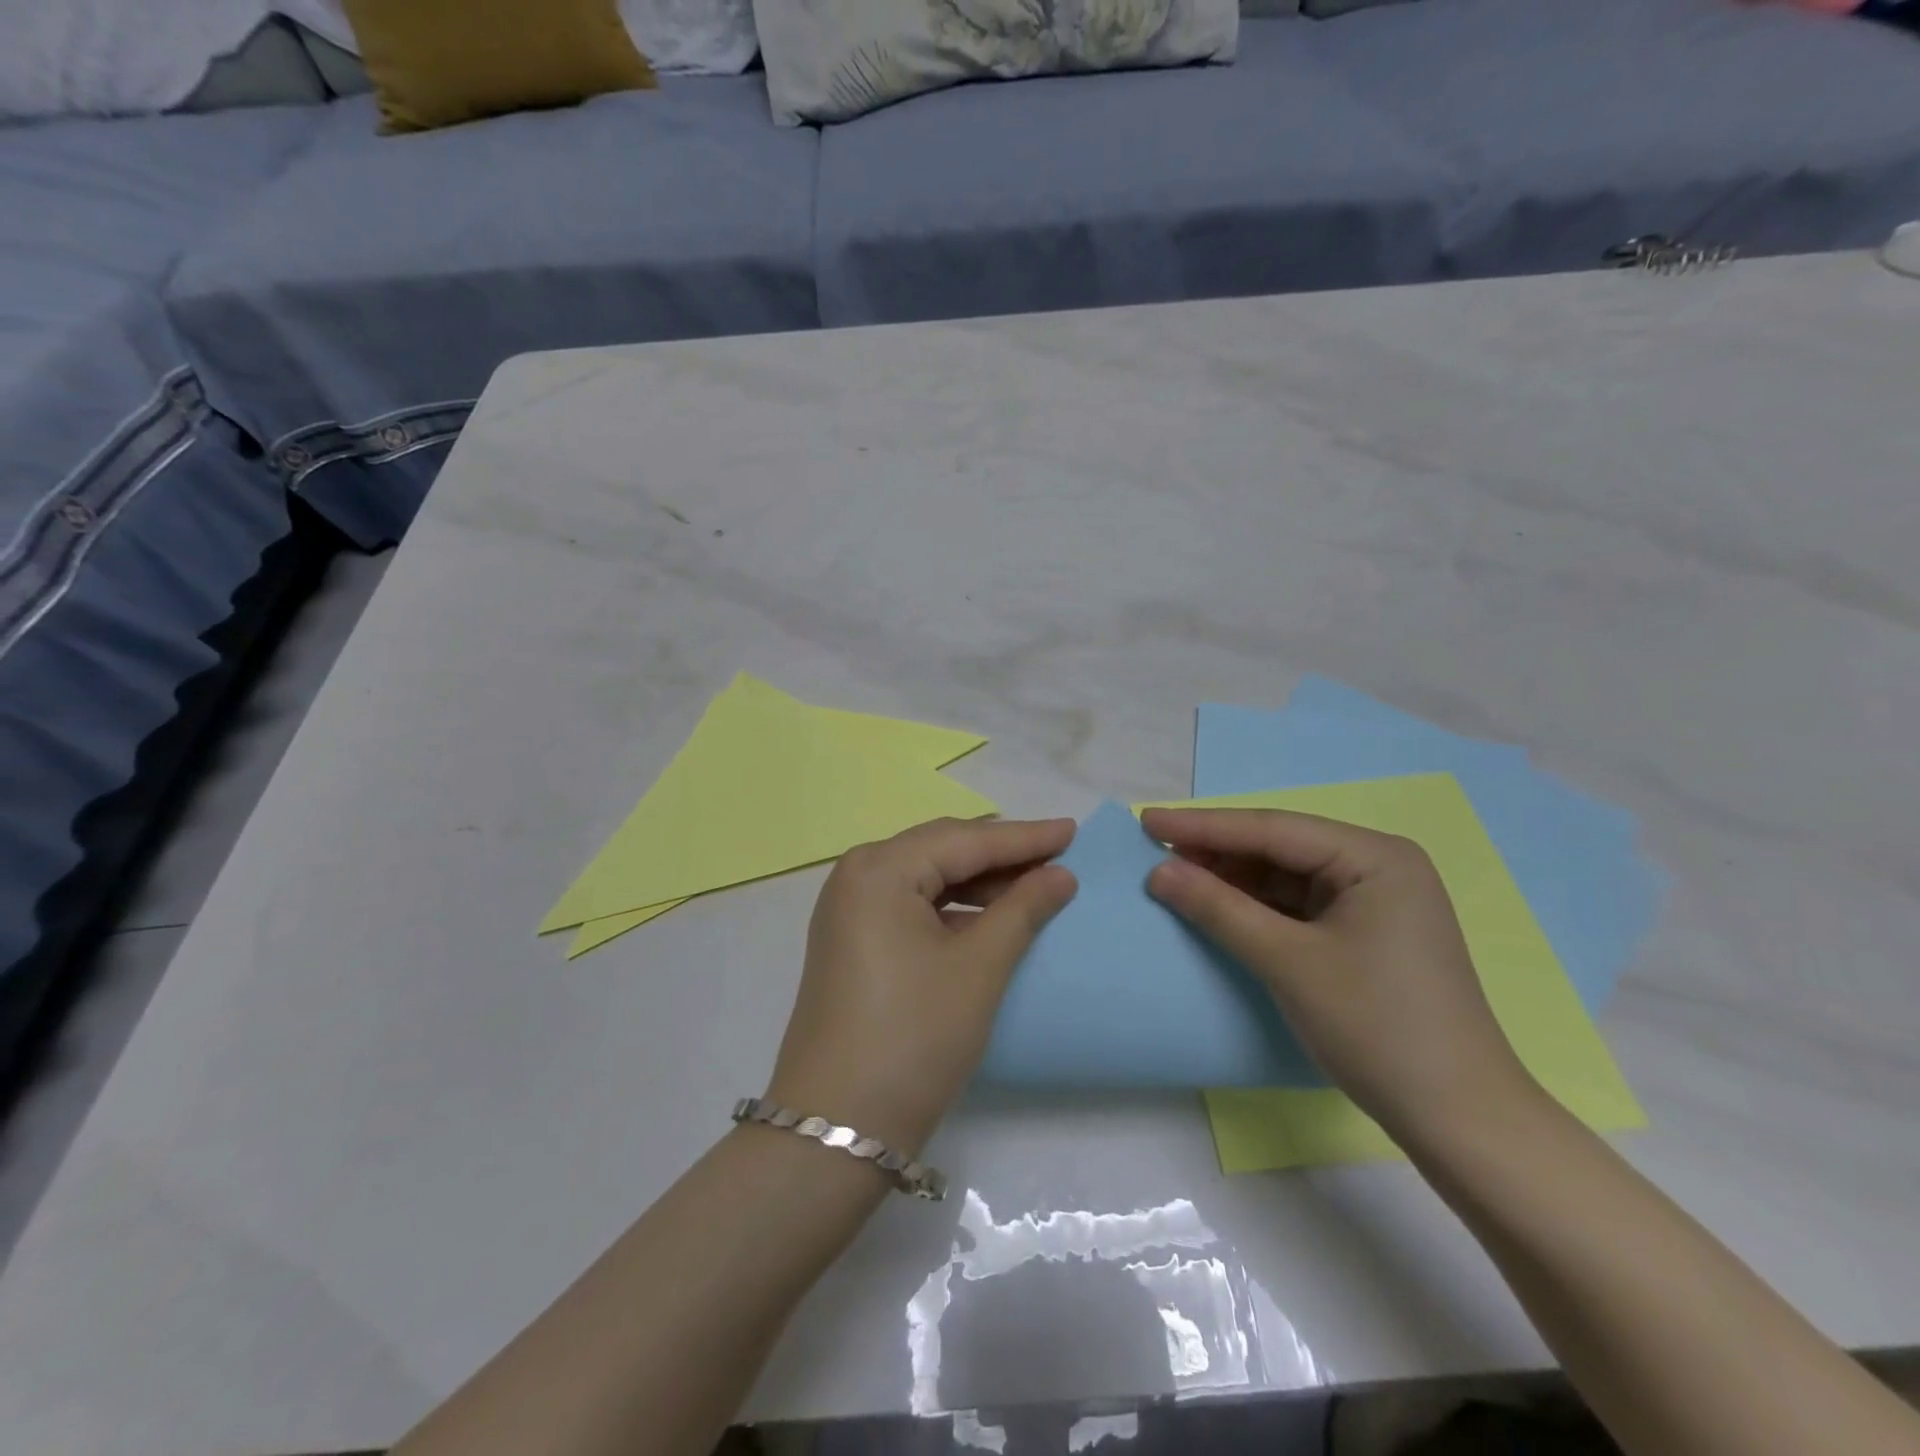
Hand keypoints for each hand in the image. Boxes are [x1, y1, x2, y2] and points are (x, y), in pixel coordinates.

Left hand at [765, 818, 1077, 1155]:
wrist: (838, 1128)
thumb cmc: (914, 1036)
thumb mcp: (978, 968)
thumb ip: (1022, 910)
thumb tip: (1060, 875)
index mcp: (879, 869)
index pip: (964, 840)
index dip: (1024, 837)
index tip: (1073, 830)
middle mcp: (856, 876)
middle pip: (941, 851)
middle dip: (1001, 854)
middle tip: (1058, 855)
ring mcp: (848, 911)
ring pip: (927, 878)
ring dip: (979, 882)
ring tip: (1033, 886)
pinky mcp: (852, 942)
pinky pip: (911, 906)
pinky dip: (953, 908)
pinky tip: (990, 918)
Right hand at [1141, 808, 1538, 1140]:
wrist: (1459, 1119)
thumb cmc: (1376, 1027)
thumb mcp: (1287, 962)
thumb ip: (1218, 909)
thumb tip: (1158, 871)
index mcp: (1374, 857)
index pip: (1271, 829)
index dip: (1202, 825)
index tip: (1146, 821)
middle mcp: (1378, 866)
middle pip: (1279, 848)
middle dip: (1216, 852)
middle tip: (1154, 852)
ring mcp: (1374, 901)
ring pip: (1285, 877)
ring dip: (1232, 881)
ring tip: (1175, 879)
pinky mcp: (1366, 933)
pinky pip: (1297, 906)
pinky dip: (1255, 908)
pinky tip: (1218, 909)